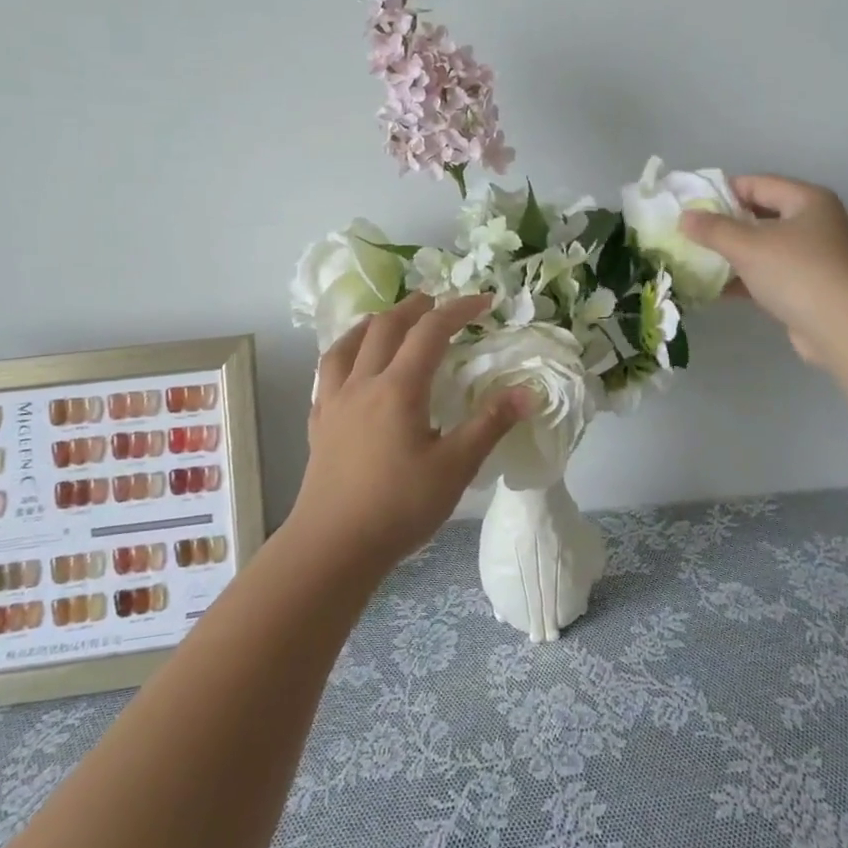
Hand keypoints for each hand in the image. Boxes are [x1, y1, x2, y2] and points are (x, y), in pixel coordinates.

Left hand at [293, 293, 530, 575]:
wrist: (333, 546)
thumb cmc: (399, 507)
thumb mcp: (455, 468)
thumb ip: (489, 424)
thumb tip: (527, 391)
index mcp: (399, 388)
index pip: (430, 332)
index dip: (458, 310)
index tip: (484, 302)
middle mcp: (363, 383)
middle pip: (386, 327)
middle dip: (414, 307)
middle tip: (437, 301)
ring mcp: (335, 401)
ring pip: (349, 344)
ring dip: (373, 323)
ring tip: (388, 319)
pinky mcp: (319, 422)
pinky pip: (328, 372)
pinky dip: (345, 353)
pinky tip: (351, 366)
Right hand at [679, 174, 847, 365]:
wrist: (842, 329)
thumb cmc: (796, 273)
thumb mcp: (747, 246)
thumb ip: (713, 229)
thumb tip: (684, 217)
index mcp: (807, 200)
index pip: (756, 183)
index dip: (721, 192)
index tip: (689, 206)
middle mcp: (814, 223)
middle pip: (759, 215)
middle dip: (724, 225)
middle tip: (689, 233)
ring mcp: (812, 257)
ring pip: (762, 247)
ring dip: (731, 254)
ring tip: (694, 259)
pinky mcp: (806, 288)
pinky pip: (767, 275)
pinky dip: (743, 279)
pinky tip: (713, 289)